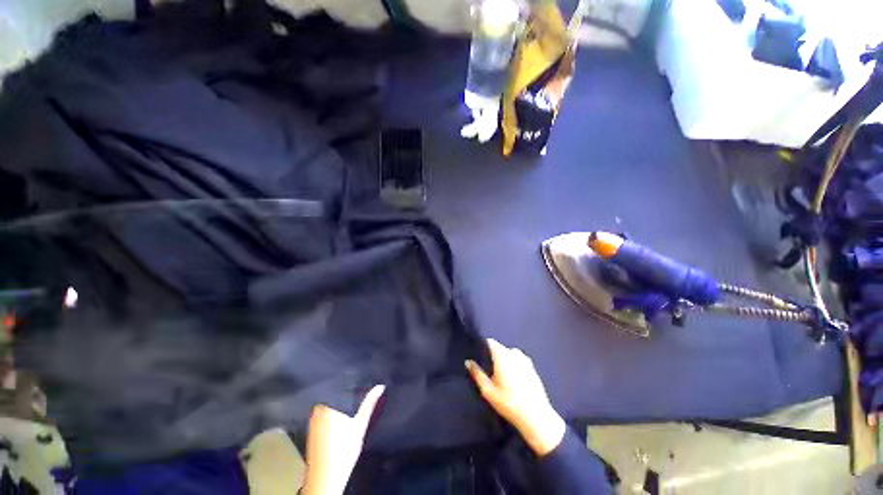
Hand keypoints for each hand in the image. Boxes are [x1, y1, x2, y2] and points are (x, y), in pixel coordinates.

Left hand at [302, 385, 384, 494]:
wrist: (327, 477)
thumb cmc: (343, 449)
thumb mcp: (360, 425)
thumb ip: (369, 404)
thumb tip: (380, 386)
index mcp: (327, 406)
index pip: (337, 387)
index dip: (347, 381)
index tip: (357, 376)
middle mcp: (317, 411)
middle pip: (332, 396)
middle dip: (344, 392)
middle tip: (357, 388)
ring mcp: (313, 422)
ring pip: (328, 406)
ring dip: (338, 403)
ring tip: (352, 400)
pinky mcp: (312, 432)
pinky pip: (323, 416)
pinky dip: (332, 414)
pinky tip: (341, 418)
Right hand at [466, 339, 565, 456]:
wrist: (536, 417)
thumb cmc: (509, 403)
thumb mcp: (488, 390)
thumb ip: (477, 373)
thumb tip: (468, 361)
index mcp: (503, 354)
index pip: (489, 342)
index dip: (482, 347)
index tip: (476, 357)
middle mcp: (514, 352)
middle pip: (499, 349)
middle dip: (492, 356)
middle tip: (487, 371)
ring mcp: (525, 359)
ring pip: (508, 355)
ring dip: (503, 362)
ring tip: (499, 377)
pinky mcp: (532, 368)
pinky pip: (517, 362)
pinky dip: (512, 367)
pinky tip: (511, 382)